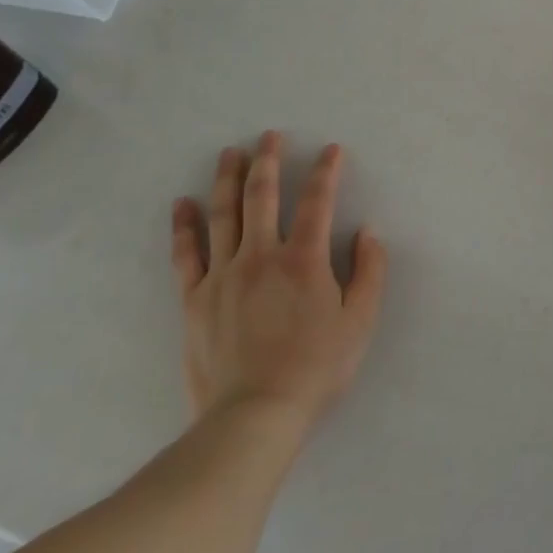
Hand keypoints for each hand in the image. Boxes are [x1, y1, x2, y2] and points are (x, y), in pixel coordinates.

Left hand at [171, 132, 386, 430]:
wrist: (253, 416)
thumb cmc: (316, 368)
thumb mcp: (360, 321)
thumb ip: (369, 272)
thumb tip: (368, 232)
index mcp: (303, 260)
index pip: (318, 201)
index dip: (326, 171)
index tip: (331, 150)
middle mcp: (261, 256)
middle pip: (261, 196)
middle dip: (268, 160)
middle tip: (269, 135)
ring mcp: (222, 275)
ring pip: (223, 215)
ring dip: (227, 179)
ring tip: (230, 153)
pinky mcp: (194, 299)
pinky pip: (186, 254)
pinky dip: (184, 226)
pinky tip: (182, 204)